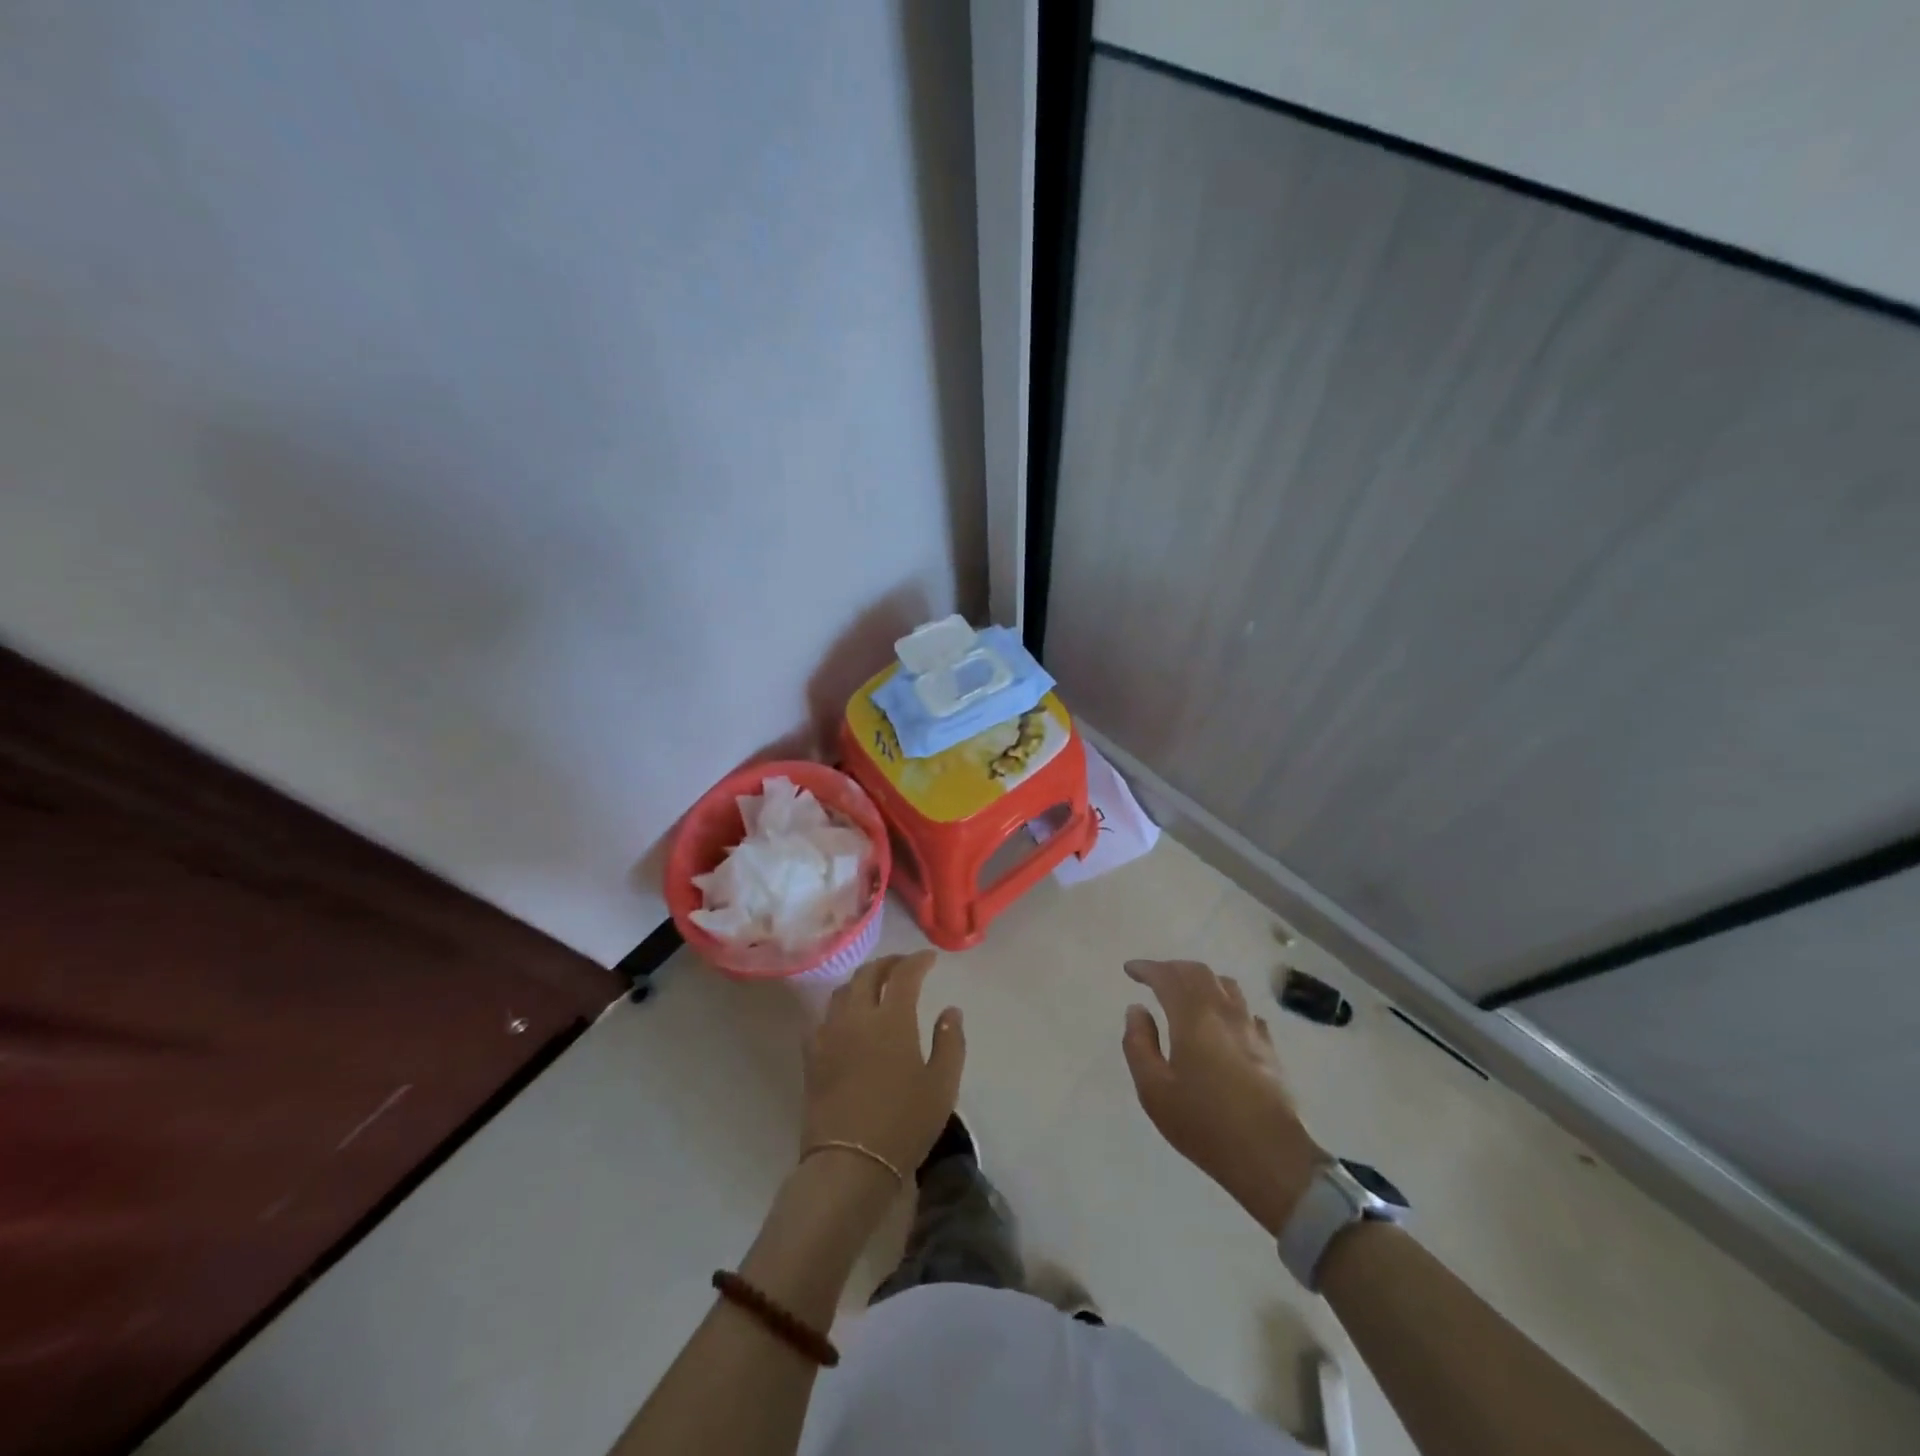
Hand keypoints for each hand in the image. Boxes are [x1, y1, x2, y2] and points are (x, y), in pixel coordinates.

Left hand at [802, 951, 965, 1178]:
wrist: (849, 1163)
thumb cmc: (903, 1124)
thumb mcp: (942, 1086)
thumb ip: (950, 1042)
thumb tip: (950, 1010)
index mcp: (891, 1019)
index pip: (904, 974)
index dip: (918, 961)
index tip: (930, 959)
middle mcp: (857, 1017)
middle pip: (868, 974)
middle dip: (887, 963)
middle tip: (903, 966)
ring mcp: (829, 1034)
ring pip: (842, 991)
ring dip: (862, 981)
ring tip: (875, 988)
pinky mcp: (812, 1056)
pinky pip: (824, 1018)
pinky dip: (840, 1008)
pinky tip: (847, 1020)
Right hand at [1122, 958, 1324, 1235]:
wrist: (1271, 1157)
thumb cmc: (1204, 1124)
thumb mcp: (1154, 1090)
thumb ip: (1139, 1044)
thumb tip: (1137, 1010)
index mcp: (1193, 1017)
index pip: (1168, 977)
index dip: (1147, 968)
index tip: (1130, 970)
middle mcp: (1224, 1013)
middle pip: (1199, 972)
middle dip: (1173, 968)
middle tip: (1154, 977)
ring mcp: (1251, 1029)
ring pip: (1226, 985)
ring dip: (1201, 980)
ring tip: (1186, 992)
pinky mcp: (1269, 1049)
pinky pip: (1245, 1010)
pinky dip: (1226, 1003)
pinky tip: (1223, 1020)